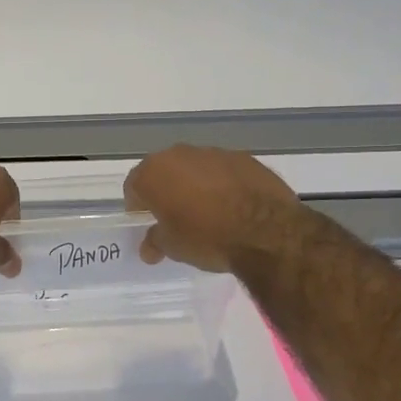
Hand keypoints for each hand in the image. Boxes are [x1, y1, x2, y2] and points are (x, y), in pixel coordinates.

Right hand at [123, 145, 299, 271]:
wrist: (267, 232)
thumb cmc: (207, 238)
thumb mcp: (173, 247)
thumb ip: (155, 241)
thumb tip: (149, 247)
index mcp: (154, 172)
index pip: (134, 185)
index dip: (138, 205)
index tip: (148, 222)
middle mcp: (179, 154)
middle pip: (164, 171)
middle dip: (166, 191)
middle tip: (176, 216)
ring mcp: (214, 153)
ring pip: (195, 168)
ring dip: (195, 185)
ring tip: (209, 212)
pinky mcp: (245, 158)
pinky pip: (224, 171)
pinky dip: (223, 184)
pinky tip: (234, 206)